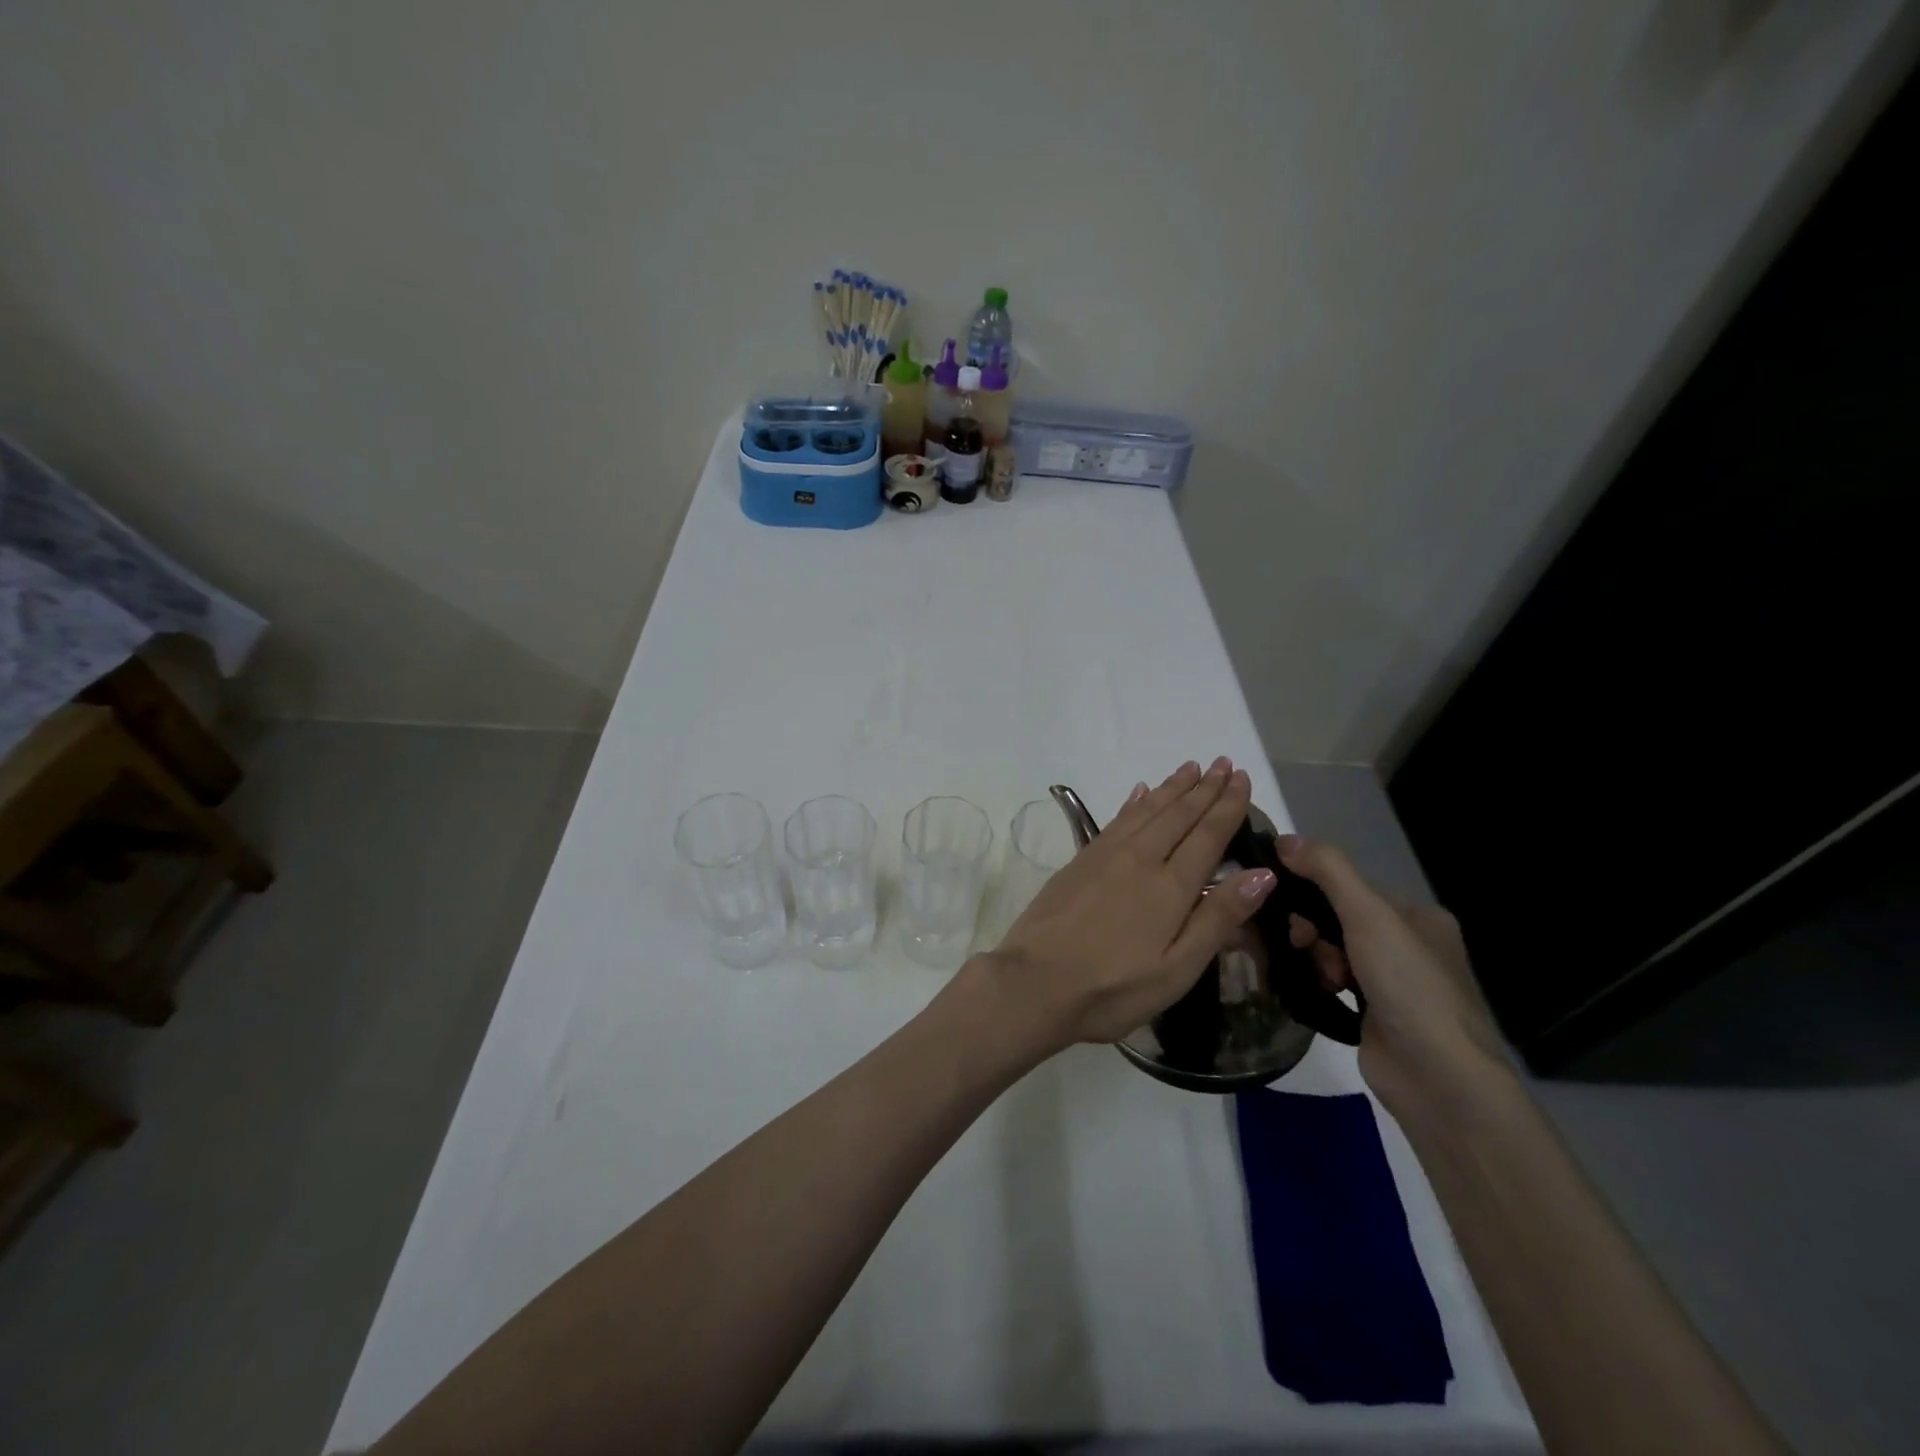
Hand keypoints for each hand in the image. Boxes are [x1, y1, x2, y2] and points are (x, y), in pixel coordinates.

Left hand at [982, 758, 1280, 1053]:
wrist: (1035, 981)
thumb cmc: (1114, 987)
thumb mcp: (1178, 968)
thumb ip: (1218, 918)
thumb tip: (1263, 873)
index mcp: (1171, 886)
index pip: (1208, 834)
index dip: (1228, 805)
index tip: (1242, 778)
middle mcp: (1140, 858)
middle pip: (1178, 814)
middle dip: (1204, 788)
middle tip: (1222, 762)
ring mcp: (1106, 855)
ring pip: (1146, 809)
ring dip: (1171, 787)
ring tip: (1190, 768)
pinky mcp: (1080, 860)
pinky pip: (1116, 819)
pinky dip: (1134, 802)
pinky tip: (1140, 792)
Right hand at [1275, 836, 1505, 1111]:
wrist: (1438, 1078)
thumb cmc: (1409, 986)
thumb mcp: (1369, 915)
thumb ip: (1328, 871)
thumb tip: (1283, 838)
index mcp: (1419, 918)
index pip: (1352, 887)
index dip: (1315, 889)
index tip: (1287, 902)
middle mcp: (1409, 947)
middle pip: (1338, 918)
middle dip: (1313, 928)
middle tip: (1302, 944)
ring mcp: (1393, 985)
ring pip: (1332, 951)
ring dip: (1316, 958)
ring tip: (1320, 977)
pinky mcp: (1374, 1016)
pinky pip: (1332, 983)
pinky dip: (1318, 982)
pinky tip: (1314, 991)